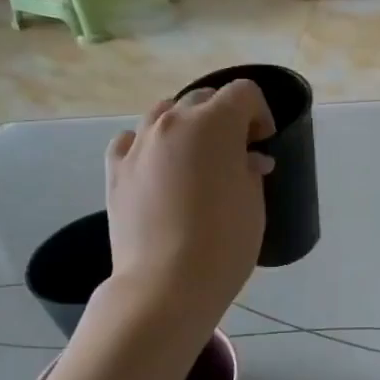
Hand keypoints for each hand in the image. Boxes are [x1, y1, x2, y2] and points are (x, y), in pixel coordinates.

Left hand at [102, 82, 275, 327]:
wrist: (166, 285)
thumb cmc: (224, 243)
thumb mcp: (254, 203)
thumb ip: (250, 170)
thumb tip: (247, 161)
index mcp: (214, 124)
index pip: (244, 93)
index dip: (260, 113)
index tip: (263, 143)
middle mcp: (173, 123)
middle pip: (203, 97)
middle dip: (225, 117)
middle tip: (236, 152)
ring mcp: (138, 144)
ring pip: (165, 113)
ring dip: (187, 126)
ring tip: (197, 160)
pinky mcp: (115, 170)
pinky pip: (133, 140)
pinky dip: (150, 145)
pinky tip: (160, 169)